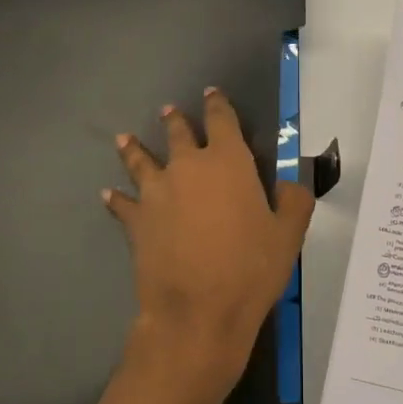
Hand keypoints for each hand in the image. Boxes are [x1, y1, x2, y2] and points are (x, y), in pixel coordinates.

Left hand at [104, 88, 315, 403]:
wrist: (199, 310)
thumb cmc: (251, 269)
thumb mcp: (290, 234)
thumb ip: (294, 200)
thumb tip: (289, 182)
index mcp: (228, 162)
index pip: (222, 120)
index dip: (217, 104)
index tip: (211, 93)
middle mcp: (188, 167)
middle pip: (178, 133)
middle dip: (175, 120)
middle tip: (169, 110)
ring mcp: (157, 192)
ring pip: (142, 160)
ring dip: (135, 148)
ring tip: (125, 138)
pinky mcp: (136, 220)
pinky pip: (123, 203)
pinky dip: (116, 197)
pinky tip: (108, 193)